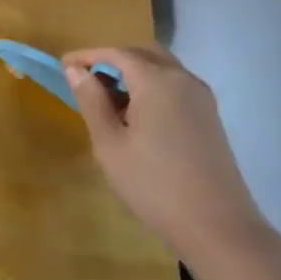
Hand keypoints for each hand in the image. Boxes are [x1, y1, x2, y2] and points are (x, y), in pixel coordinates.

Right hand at [62, 44, 268, 262]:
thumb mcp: (110, 144)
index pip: (116, 53)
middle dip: (112, 58)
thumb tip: (76, 71)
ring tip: (108, 97)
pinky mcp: (209, 116)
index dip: (88, 55)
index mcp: (157, 80)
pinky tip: (137, 115)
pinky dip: (151, 86)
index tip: (63, 64)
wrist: (217, 226)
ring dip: (133, 72)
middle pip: (143, 53)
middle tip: (86, 78)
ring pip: (162, 67)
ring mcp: (201, 97)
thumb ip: (92, 101)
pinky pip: (175, 85)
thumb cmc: (153, 184)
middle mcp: (183, 79)